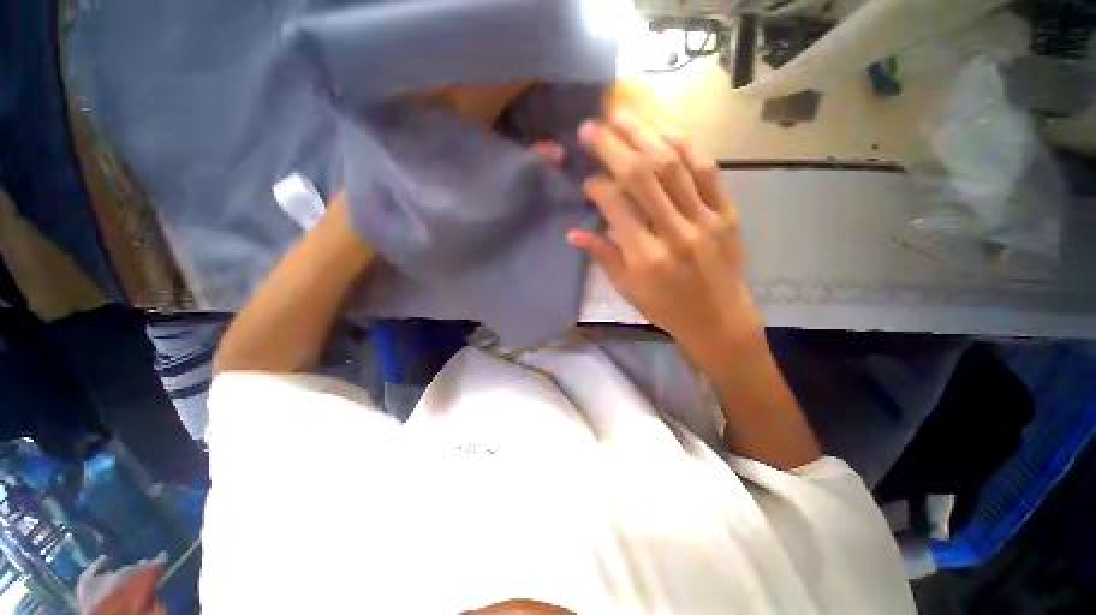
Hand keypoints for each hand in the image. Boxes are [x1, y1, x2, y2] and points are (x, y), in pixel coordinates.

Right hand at [569, 111, 763, 362]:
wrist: (719, 320)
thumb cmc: (666, 309)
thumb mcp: (628, 290)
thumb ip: (603, 256)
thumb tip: (574, 233)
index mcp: (646, 257)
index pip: (616, 206)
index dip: (597, 187)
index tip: (587, 180)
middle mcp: (675, 232)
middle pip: (641, 175)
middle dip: (612, 146)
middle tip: (591, 126)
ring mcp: (705, 219)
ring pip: (673, 165)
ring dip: (645, 135)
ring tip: (623, 116)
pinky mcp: (726, 213)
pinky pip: (706, 172)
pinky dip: (685, 147)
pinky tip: (665, 133)